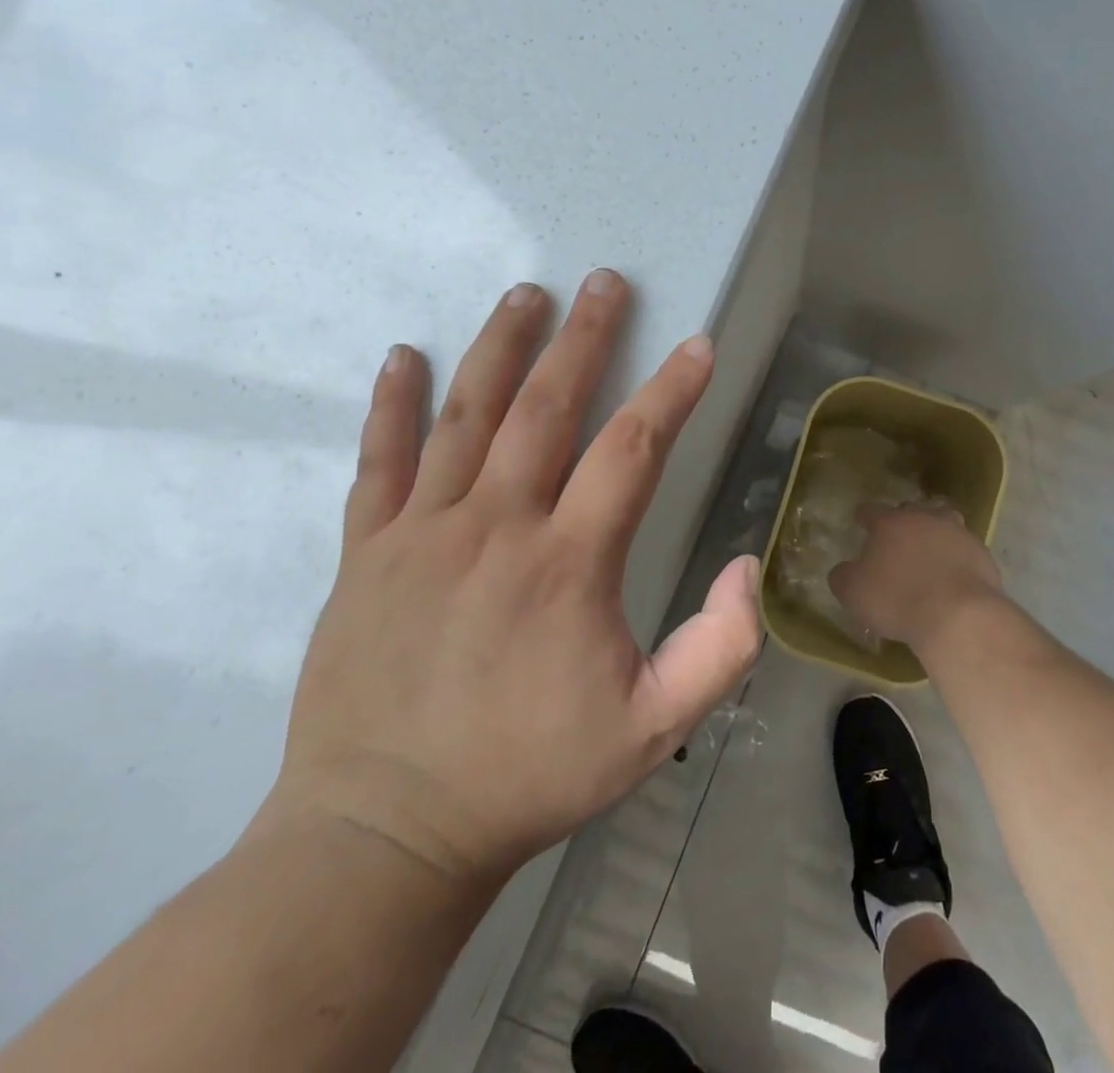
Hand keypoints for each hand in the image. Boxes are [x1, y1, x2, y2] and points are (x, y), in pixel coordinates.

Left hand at [262, 270, 762, 892]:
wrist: (385, 831)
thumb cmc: (529, 774)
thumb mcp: (652, 729)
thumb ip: (718, 649)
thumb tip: (747, 565)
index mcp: (569, 562)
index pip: (632, 448)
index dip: (672, 390)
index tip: (697, 345)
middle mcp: (496, 525)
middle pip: (547, 408)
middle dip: (584, 338)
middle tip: (604, 282)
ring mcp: (423, 532)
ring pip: (467, 416)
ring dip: (501, 348)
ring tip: (525, 294)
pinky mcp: (366, 552)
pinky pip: (379, 462)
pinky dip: (391, 405)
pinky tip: (404, 356)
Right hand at [828, 504, 1002, 653]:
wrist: (958, 615)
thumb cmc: (897, 600)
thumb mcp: (854, 594)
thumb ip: (844, 577)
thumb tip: (843, 570)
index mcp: (889, 523)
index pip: (871, 510)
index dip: (864, 516)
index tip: (861, 521)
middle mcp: (923, 518)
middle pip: (911, 510)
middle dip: (903, 520)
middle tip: (898, 540)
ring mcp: (957, 533)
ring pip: (944, 521)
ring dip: (935, 531)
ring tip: (931, 549)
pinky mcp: (982, 553)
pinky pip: (965, 548)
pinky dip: (958, 556)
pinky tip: (954, 574)